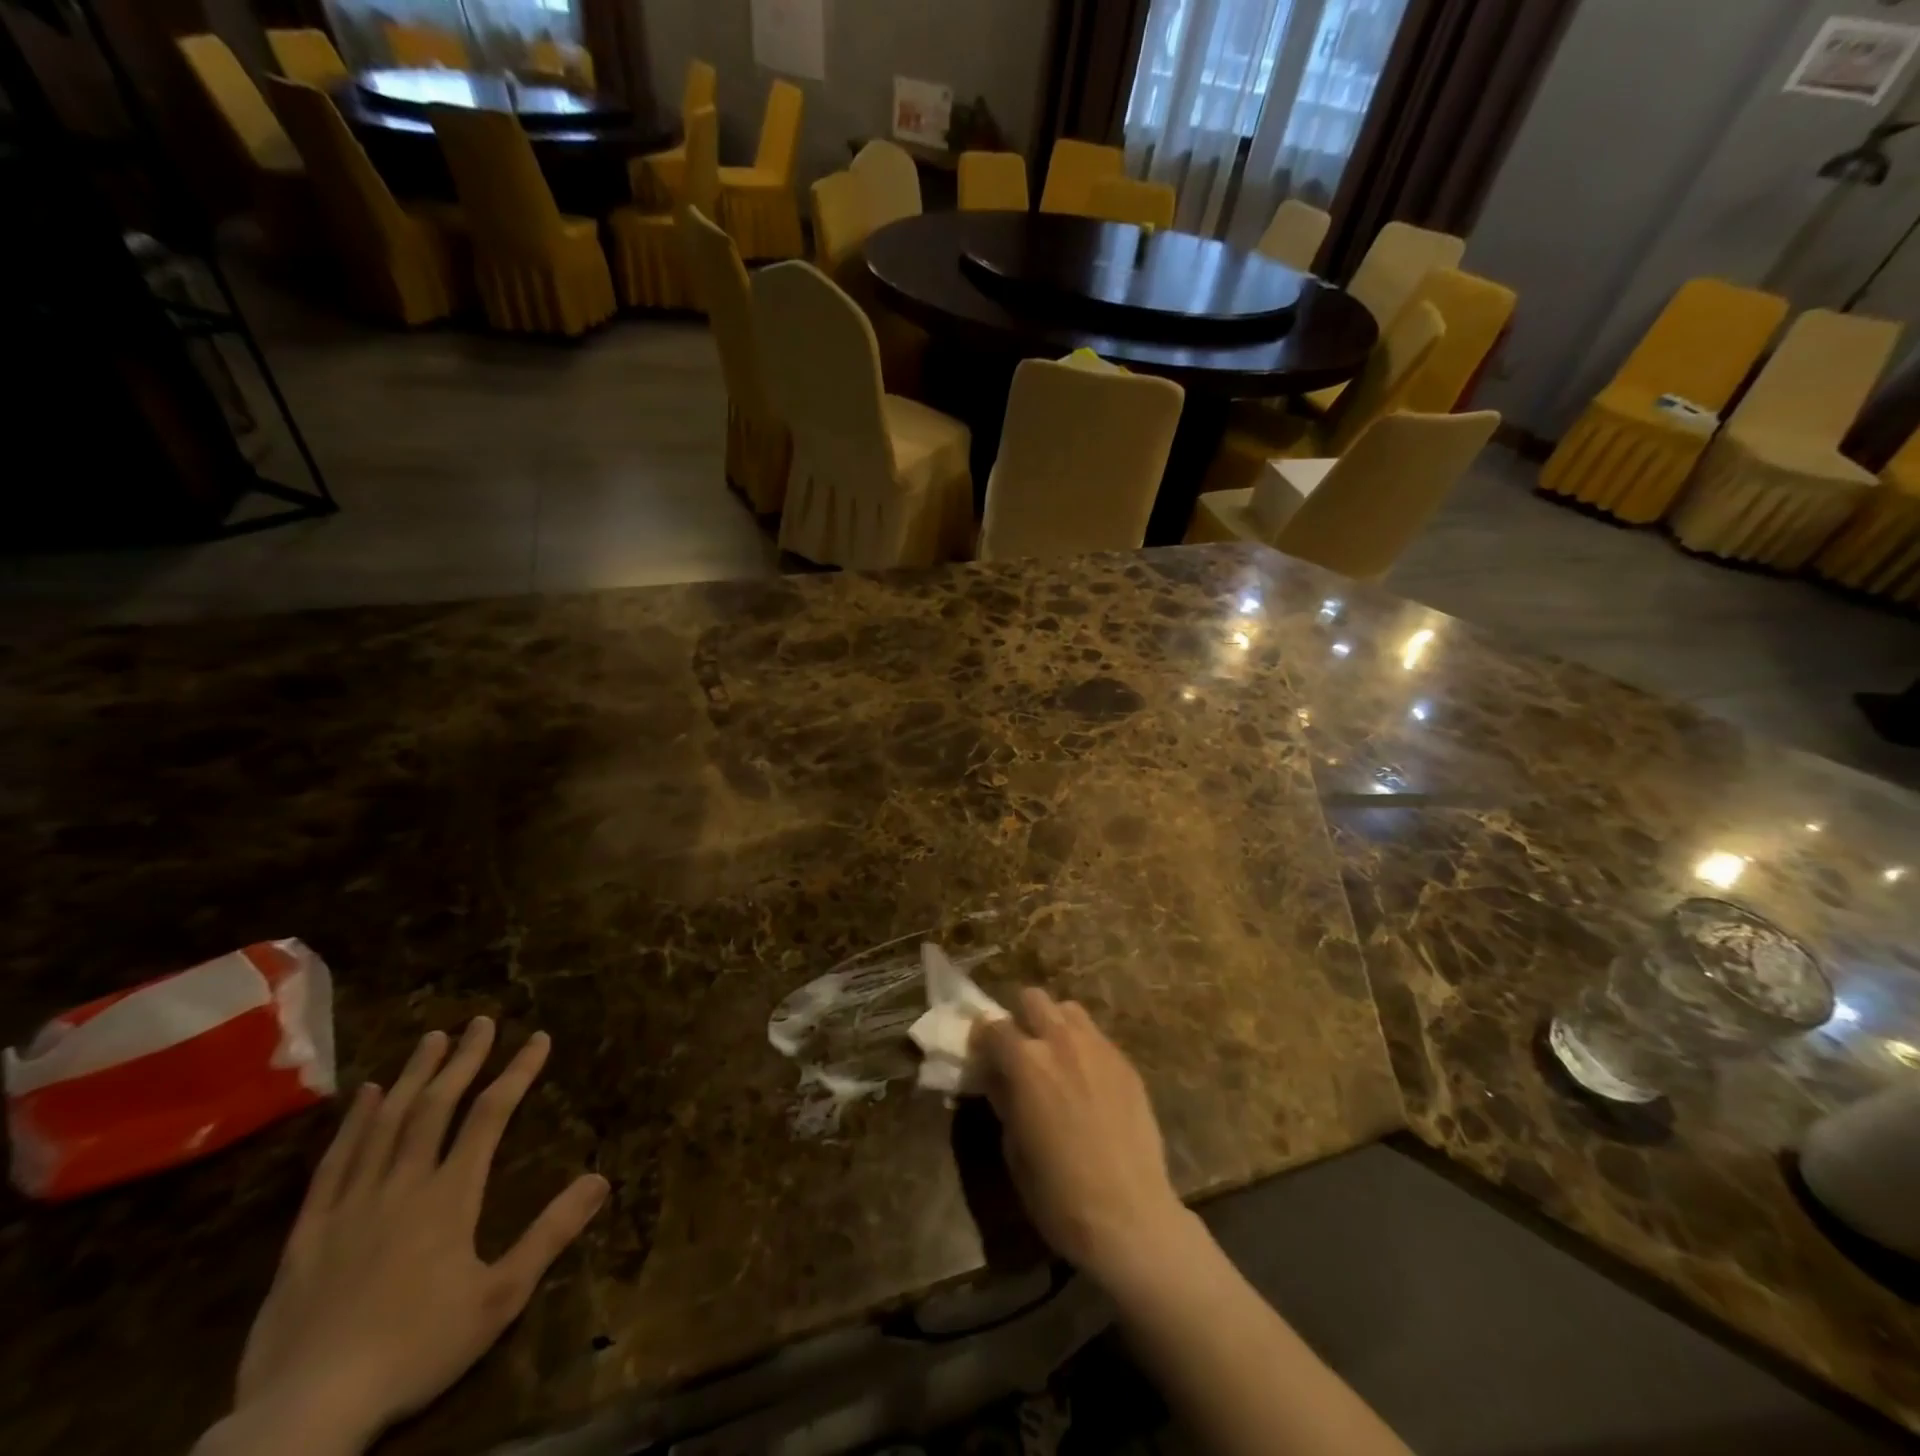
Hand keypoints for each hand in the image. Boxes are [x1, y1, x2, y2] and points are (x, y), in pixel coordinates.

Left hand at [225, 1019, 608, 1453]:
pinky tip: (366, 1096)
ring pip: (386, 1124)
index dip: (517, 1072)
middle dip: (463, 1059)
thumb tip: (601, 1178)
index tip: (538, 1038)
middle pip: (435, 1106)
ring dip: (413, 1076)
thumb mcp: (500, 1298)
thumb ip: (550, 1233)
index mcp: (449, 1196)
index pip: (490, 1115)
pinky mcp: (308, 1233)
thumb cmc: (416, 1351)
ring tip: (431, 1039)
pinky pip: (334, 1164)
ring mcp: (350, 1205)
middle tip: (480, 1021)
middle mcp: (402, 1185)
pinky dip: (354, 1123)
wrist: (305, 1416)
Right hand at [971, 989, 1194, 1295]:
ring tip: (1056, 1058)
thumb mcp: (1014, 1148)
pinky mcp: (1126, 1062)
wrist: (1130, 1216)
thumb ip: (1003, 1100)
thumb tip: (996, 1078)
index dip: (982, 1038)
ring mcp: (1098, 1048)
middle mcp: (1060, 1041)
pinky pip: (1097, 1037)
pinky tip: (1087, 1081)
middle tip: (1020, 1050)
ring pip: (1068, 1010)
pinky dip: (1083, 1046)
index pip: (992, 1027)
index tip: (981, 1053)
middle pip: (1033, 999)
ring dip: (1054, 1024)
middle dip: (1021, 1018)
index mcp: (1025, 1062)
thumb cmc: (1058, 1193)